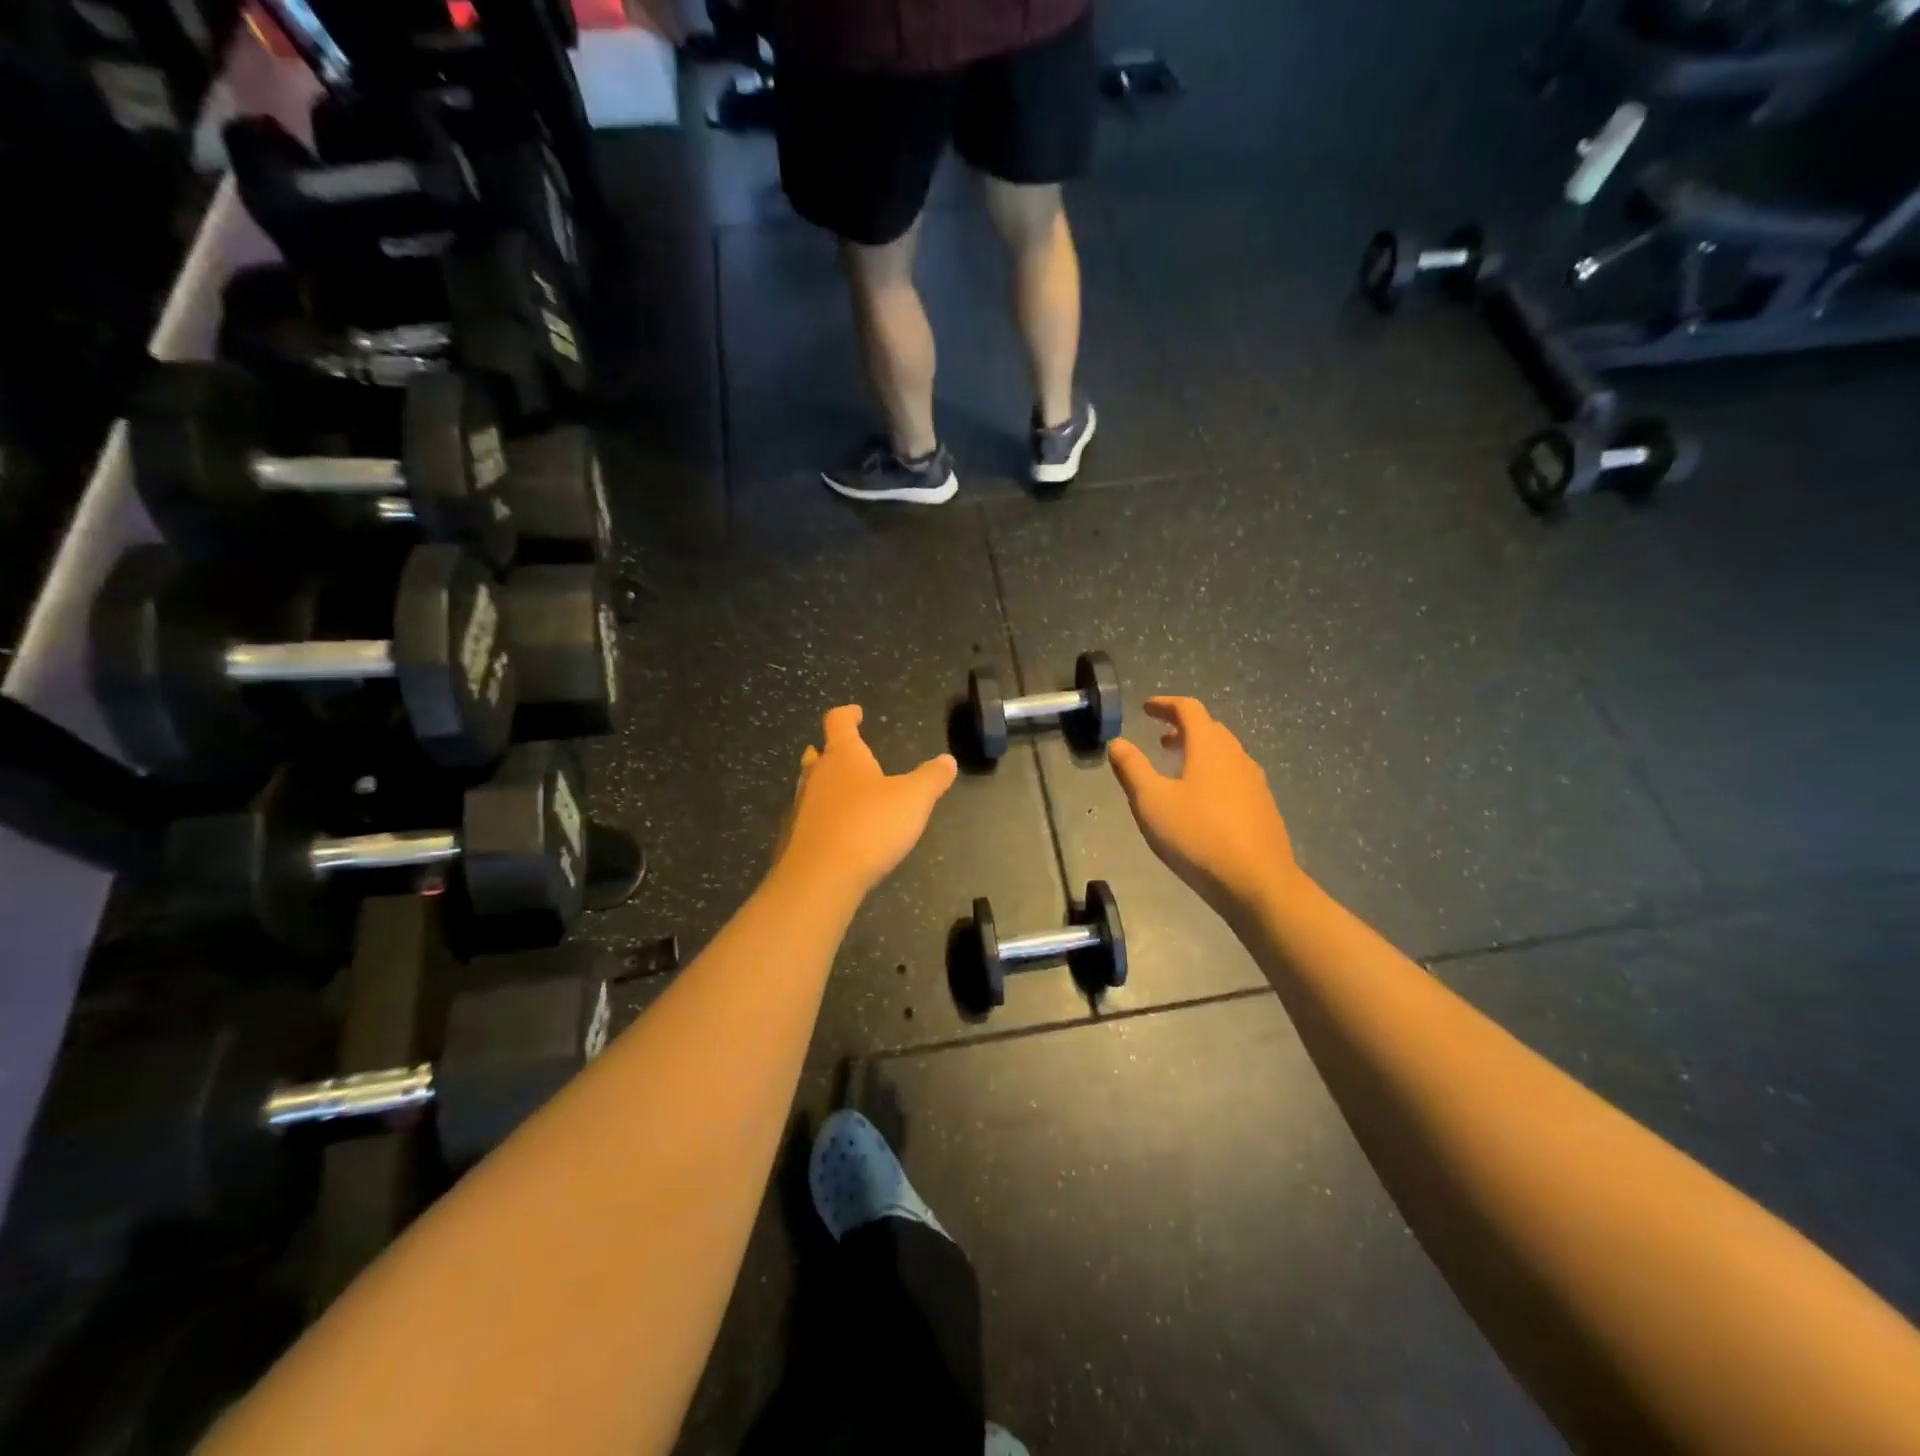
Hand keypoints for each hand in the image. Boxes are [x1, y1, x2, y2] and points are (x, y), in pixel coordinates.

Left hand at [773, 705, 957, 900]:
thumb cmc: (869, 826)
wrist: (821, 877)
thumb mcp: (914, 799)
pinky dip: (823, 817)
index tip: (856, 712)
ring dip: (825, 784)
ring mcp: (801, 807)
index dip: (848, 714)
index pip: (838, 722)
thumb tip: (948, 760)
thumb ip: (932, 778)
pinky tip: (837, 831)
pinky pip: (810, 818)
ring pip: (811, 786)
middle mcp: (817, 776)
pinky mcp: (796, 838)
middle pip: (818, 755)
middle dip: (832, 751)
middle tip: (846, 753)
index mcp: (843, 756)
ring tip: (845, 791)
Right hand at [1109, 697, 1299, 917]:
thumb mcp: (1152, 801)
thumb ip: (1132, 768)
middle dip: (1183, 728)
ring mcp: (1255, 782)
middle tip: (1159, 738)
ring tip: (1177, 768)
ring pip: (1224, 753)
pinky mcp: (1263, 807)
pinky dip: (1213, 773)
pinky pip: (1234, 776)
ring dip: (1199, 751)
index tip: (1146, 708)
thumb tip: (1117, 742)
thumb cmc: (1198, 836)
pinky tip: (1202, 801)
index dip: (1165, 704)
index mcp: (1209, 747)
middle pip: (1210, 728)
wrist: (1257, 882)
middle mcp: (1236, 756)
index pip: (1189, 709)